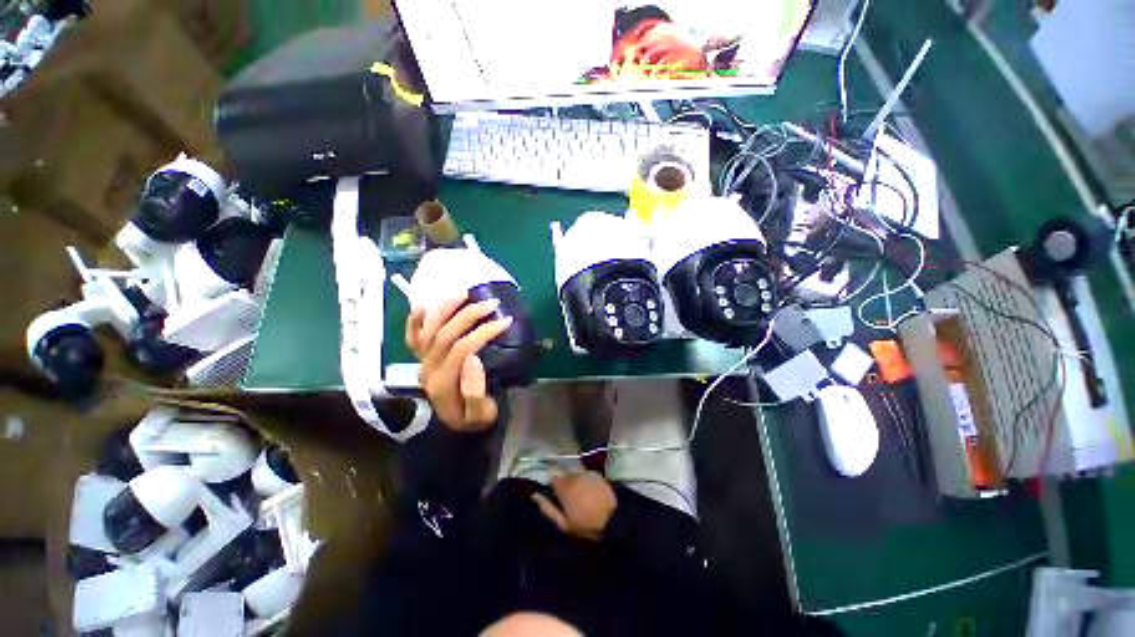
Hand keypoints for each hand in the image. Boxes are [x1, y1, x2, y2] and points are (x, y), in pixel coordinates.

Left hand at [406, 294, 512, 432]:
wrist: (455, 428)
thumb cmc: (473, 421)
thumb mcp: (481, 415)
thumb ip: (476, 393)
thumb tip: (473, 359)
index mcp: (443, 382)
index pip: (462, 349)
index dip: (483, 332)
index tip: (505, 321)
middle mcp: (428, 368)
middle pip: (444, 333)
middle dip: (469, 315)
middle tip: (491, 303)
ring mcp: (421, 361)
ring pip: (427, 328)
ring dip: (444, 307)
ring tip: (464, 291)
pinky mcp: (421, 358)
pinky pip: (412, 336)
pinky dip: (416, 319)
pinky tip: (427, 303)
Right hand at [532, 471, 617, 540]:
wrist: (611, 520)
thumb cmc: (585, 525)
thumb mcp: (563, 523)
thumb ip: (547, 508)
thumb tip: (534, 495)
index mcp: (564, 488)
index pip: (553, 479)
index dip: (554, 486)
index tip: (557, 495)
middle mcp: (574, 476)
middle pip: (564, 476)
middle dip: (565, 484)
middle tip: (570, 497)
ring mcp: (586, 474)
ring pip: (575, 474)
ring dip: (575, 481)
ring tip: (581, 494)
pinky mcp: (596, 474)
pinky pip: (586, 474)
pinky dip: (585, 480)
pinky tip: (589, 490)